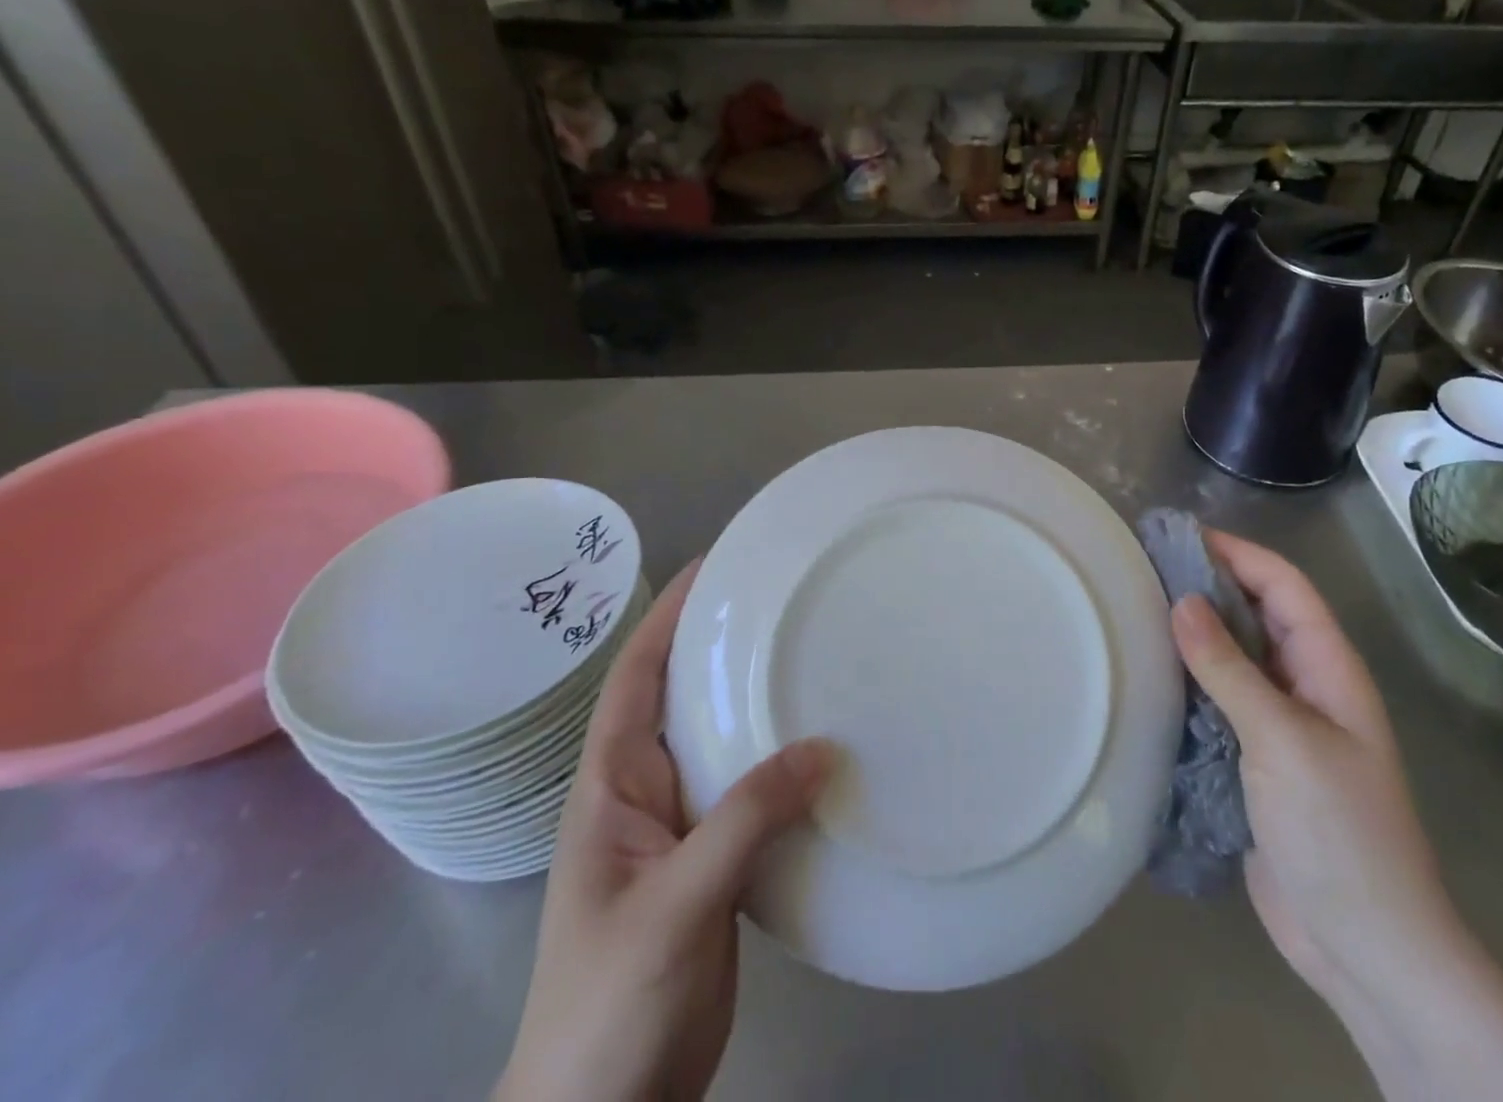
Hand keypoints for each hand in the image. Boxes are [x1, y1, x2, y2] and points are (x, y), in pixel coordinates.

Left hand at [496, 561, 833, 1101]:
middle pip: (680, 698)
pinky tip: (822, 748)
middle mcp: (643, 795)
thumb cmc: (610, 1009)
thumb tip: (823, 746)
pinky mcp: (713, 865)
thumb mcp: (677, 905)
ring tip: (808, 652)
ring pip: (721, 743)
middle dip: (719, 643)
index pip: (637, 678)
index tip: (714, 563)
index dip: (668, 617)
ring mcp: (678, 831)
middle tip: (779, 597)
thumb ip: (746, 820)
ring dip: (755, 699)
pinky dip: (781, 760)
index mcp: (611, 788)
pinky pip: (749, 791)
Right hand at [1172, 531, 1502, 1101]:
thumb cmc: (1338, 831)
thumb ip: (1230, 669)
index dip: (1237, 553)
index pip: (1284, 586)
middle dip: (1208, 585)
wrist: (1364, 947)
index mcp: (1329, 668)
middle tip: (1143, 567)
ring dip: (1193, 633)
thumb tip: (1182, 601)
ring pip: (1234, 658)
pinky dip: (1186, 680)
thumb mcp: (1283, 740)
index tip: (1179, 535)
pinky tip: (1147, 674)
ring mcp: (1280, 725)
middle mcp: (1305, 685)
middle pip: (1256, 614)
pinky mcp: (1254, 759)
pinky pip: (1218, 701)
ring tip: (1135, 610)